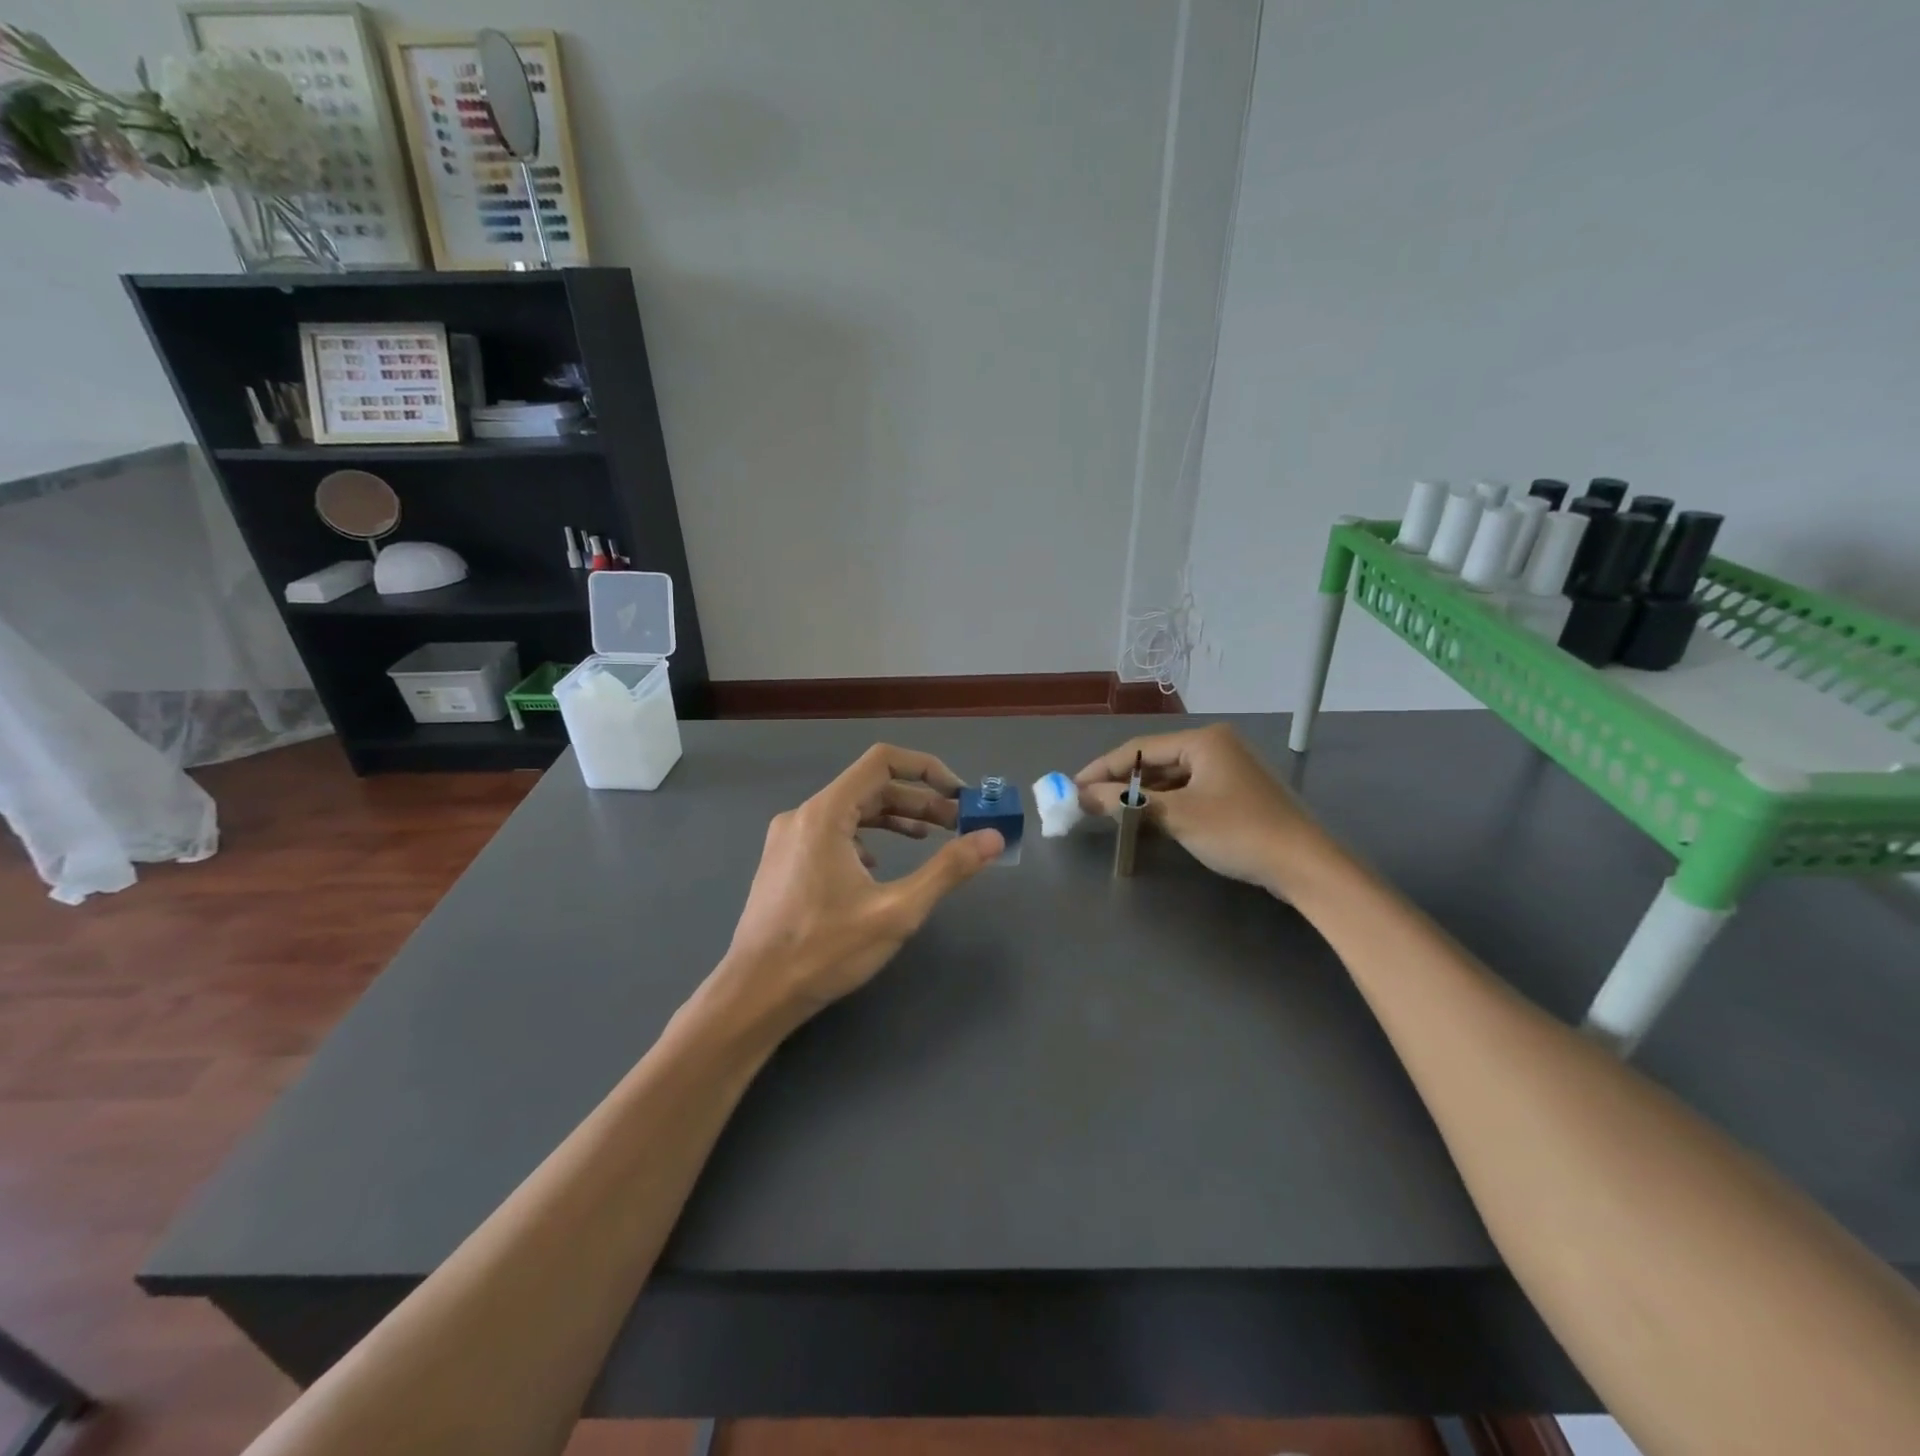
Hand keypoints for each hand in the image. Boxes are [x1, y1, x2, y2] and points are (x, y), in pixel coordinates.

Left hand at [717, 744, 1003, 1028]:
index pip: (882, 762)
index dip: (927, 769)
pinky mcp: (784, 860)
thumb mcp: (896, 911)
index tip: (959, 795)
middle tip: (958, 824)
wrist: (755, 994)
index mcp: (825, 814)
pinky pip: (833, 831)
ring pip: (852, 810)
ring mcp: (789, 837)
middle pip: (870, 787)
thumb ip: (948, 870)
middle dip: (918, 801)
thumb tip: (993, 839)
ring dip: (895, 818)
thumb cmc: (825, 951)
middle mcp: (803, 815)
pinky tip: (881, 863)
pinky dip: (867, 836)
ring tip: (932, 838)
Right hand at [1075, 723, 1329, 895]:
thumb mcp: (1177, 816)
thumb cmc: (1237, 831)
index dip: (1102, 768)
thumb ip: (1127, 802)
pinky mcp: (1236, 793)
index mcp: (1203, 740)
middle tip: (1088, 802)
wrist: (1304, 865)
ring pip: (1172, 778)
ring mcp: (1228, 769)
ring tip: (1111, 812)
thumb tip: (1081, 796)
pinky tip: (1147, 820)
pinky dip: (1165, 804)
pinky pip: (1189, 791)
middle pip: (1155, 760)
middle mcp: (1215, 746)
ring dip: (1142, 795)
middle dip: (1121, 782)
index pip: (1138, 748)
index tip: (1072, 787)